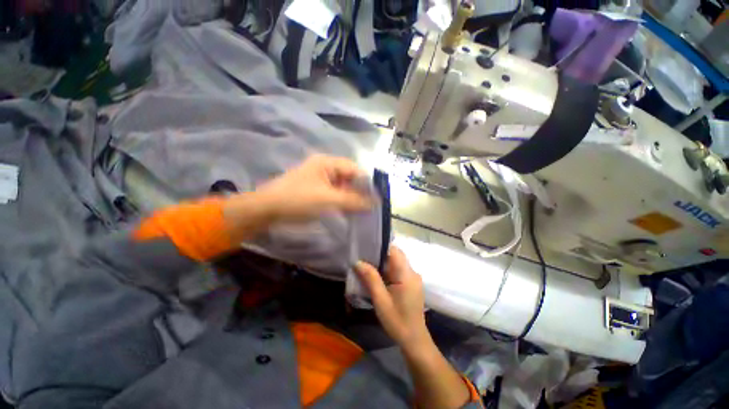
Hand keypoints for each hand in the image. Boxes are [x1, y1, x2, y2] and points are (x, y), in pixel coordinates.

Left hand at [256, 155, 373, 222]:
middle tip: (370, 207)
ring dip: (351, 198)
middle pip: (349, 178)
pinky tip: (348, 211)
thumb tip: (375, 203)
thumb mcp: (329, 200)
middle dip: (359, 192)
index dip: (366, 183)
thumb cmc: (298, 200)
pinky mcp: (315, 190)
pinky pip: (334, 194)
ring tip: (361, 211)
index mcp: (327, 163)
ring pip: (342, 187)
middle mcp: (324, 167)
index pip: (354, 169)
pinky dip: (342, 202)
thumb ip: (354, 201)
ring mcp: (319, 179)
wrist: (266, 210)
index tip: (376, 198)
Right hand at [355, 246, 430, 349]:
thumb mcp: (381, 300)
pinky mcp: (412, 283)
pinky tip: (379, 277)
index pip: (394, 250)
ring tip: (369, 267)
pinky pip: (399, 270)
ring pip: (397, 262)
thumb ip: (371, 279)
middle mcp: (412, 272)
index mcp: (406, 274)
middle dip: (380, 255)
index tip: (367, 250)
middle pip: (396, 255)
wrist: (414, 340)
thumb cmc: (397, 321)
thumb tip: (358, 262)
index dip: (381, 247)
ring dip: (384, 263)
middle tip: (365, 260)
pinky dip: (389, 270)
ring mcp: (414, 277)